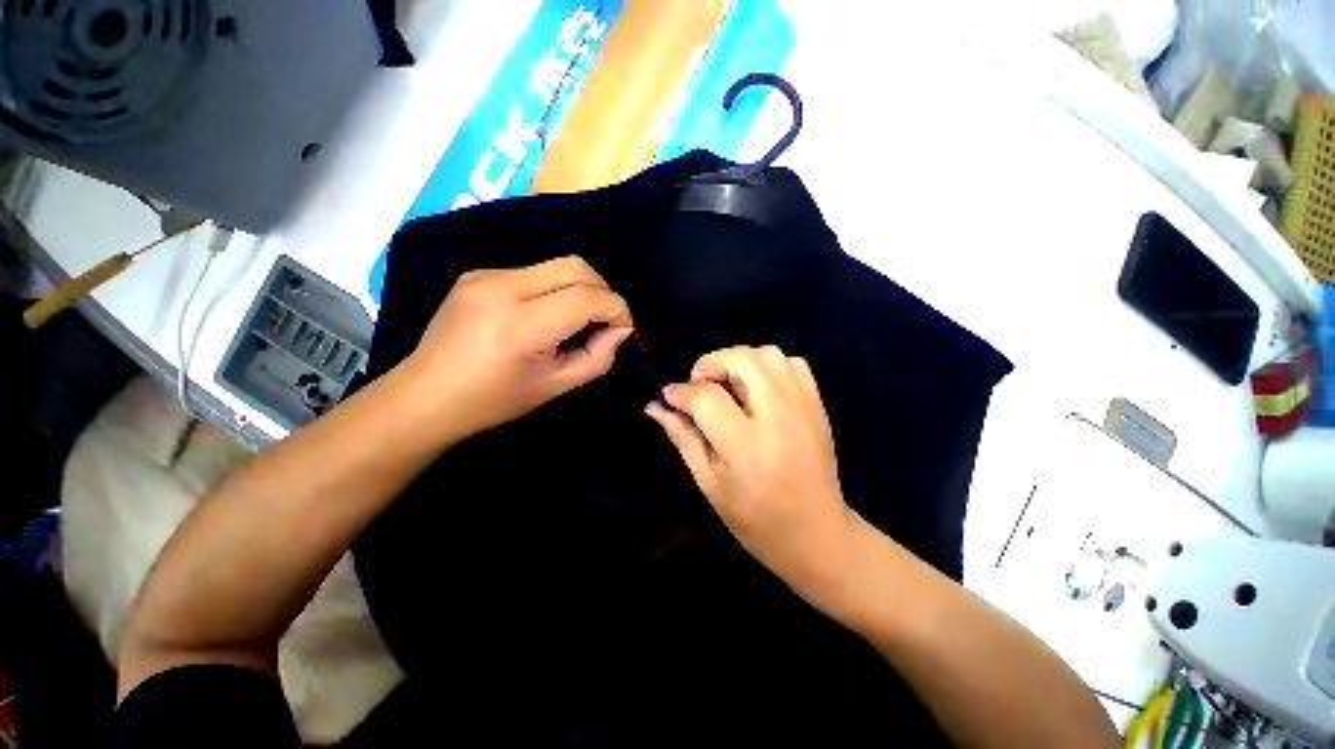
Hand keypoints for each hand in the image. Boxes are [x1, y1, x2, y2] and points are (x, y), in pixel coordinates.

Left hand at [401, 257, 632, 440]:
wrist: (426, 396)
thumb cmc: (495, 400)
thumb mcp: (558, 386)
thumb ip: (599, 356)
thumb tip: (619, 328)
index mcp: (521, 326)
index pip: (586, 297)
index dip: (617, 309)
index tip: (624, 328)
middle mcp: (502, 288)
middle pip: (576, 266)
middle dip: (603, 291)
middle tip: (605, 320)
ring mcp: (486, 275)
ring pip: (557, 264)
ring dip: (580, 288)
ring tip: (577, 319)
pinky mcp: (478, 273)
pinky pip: (535, 271)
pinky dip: (555, 288)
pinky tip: (546, 314)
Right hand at [646, 345, 856, 603]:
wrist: (818, 534)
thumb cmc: (756, 520)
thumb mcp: (709, 483)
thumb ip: (683, 438)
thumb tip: (655, 406)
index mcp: (747, 447)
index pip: (707, 397)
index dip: (681, 391)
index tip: (670, 396)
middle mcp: (779, 418)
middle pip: (741, 360)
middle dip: (711, 364)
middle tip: (700, 386)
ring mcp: (804, 408)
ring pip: (768, 354)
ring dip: (739, 361)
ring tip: (728, 386)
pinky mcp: (818, 405)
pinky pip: (793, 363)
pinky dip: (769, 366)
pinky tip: (758, 389)